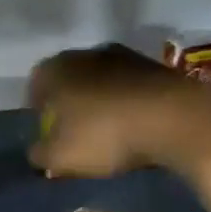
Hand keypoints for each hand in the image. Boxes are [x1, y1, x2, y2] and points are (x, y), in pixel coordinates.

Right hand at [28, 43, 196, 176]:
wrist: (175, 118)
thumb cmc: (104, 134)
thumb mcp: (60, 157)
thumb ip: (40, 154)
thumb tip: (37, 152)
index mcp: (54, 69)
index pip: (35, 85)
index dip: (37, 110)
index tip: (46, 131)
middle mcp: (84, 54)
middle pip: (69, 80)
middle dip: (69, 103)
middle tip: (73, 130)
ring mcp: (123, 55)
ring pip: (100, 80)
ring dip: (100, 101)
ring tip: (107, 129)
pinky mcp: (154, 65)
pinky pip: (129, 86)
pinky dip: (127, 102)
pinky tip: (134, 124)